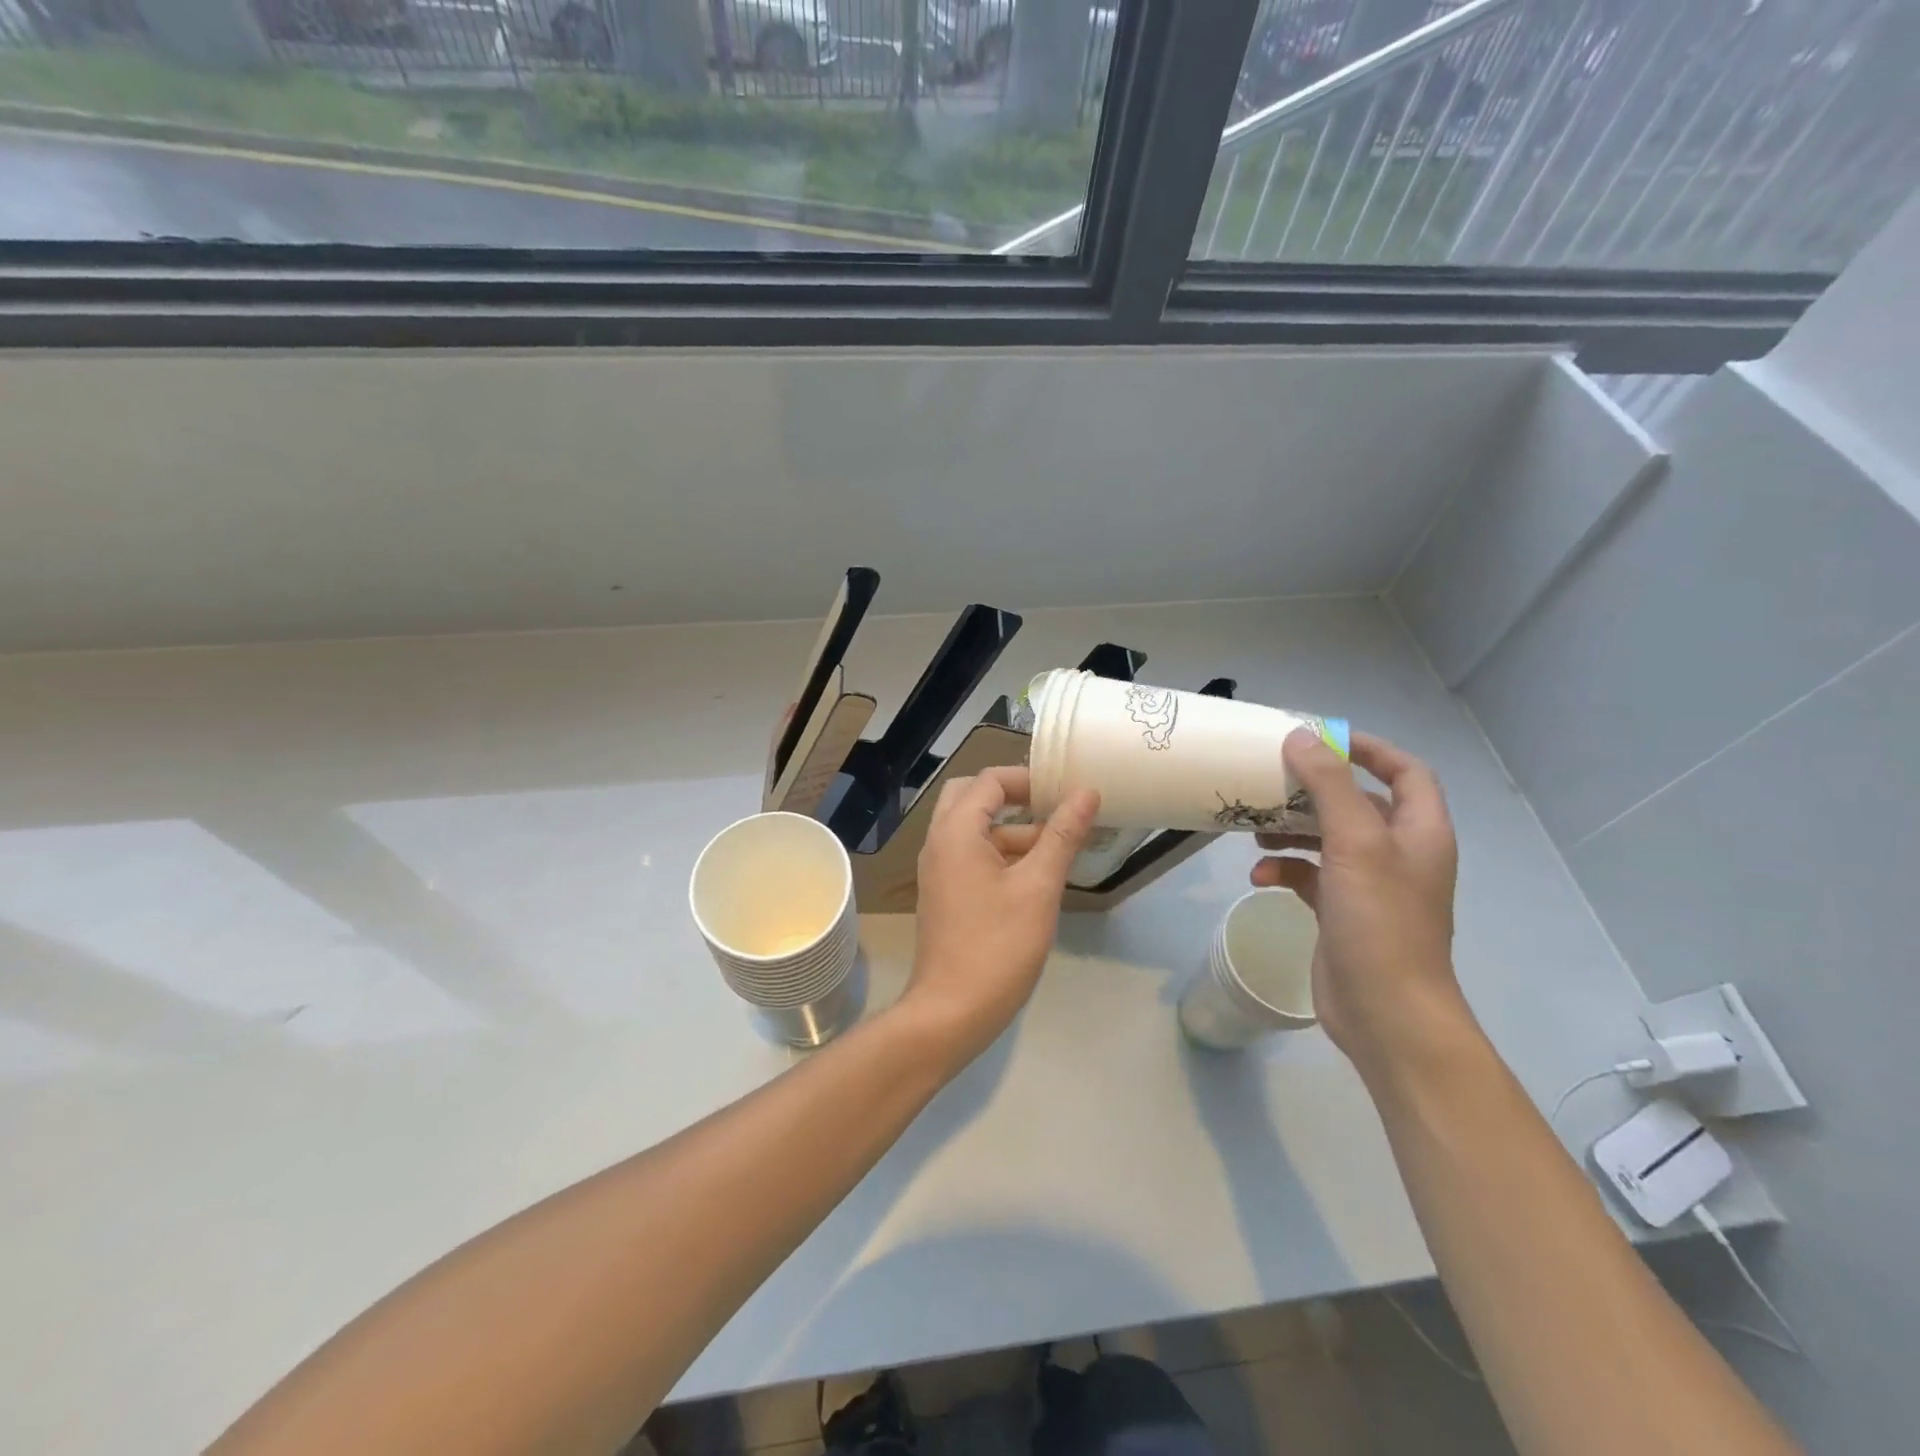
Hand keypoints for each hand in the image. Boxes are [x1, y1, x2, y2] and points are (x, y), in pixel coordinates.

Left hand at [905, 767, 1098, 1067]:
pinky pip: (971, 856)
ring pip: (974, 830)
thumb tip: (1086, 792)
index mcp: (956, 831)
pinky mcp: (945, 893)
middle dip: (1014, 798)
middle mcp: (940, 842)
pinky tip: (1036, 876)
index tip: (1065, 790)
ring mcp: (939, 870)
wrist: (952, 1011)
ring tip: (1059, 847)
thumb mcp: (1039, 887)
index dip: (1028, 778)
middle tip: (1054, 810)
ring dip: (1012, 830)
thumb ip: (1062, 835)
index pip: (989, 780)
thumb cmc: (998, 946)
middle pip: (973, 798)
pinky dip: (1001, 854)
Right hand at [1251, 730, 1465, 1076]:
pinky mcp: (1341, 912)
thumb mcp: (1355, 843)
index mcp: (1418, 831)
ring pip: (1327, 839)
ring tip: (1254, 830)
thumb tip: (1301, 737)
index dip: (1368, 749)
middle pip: (1357, 803)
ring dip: (1291, 830)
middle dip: (1313, 791)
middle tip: (1271, 781)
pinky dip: (1285, 870)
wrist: (1386, 1012)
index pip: (1404, 771)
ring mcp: (1369, 885)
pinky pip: (1310, 876)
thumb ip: (1329, 786)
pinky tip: (1259, 878)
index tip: (1320, 739)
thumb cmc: (1380, 921)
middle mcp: (1399, 853)